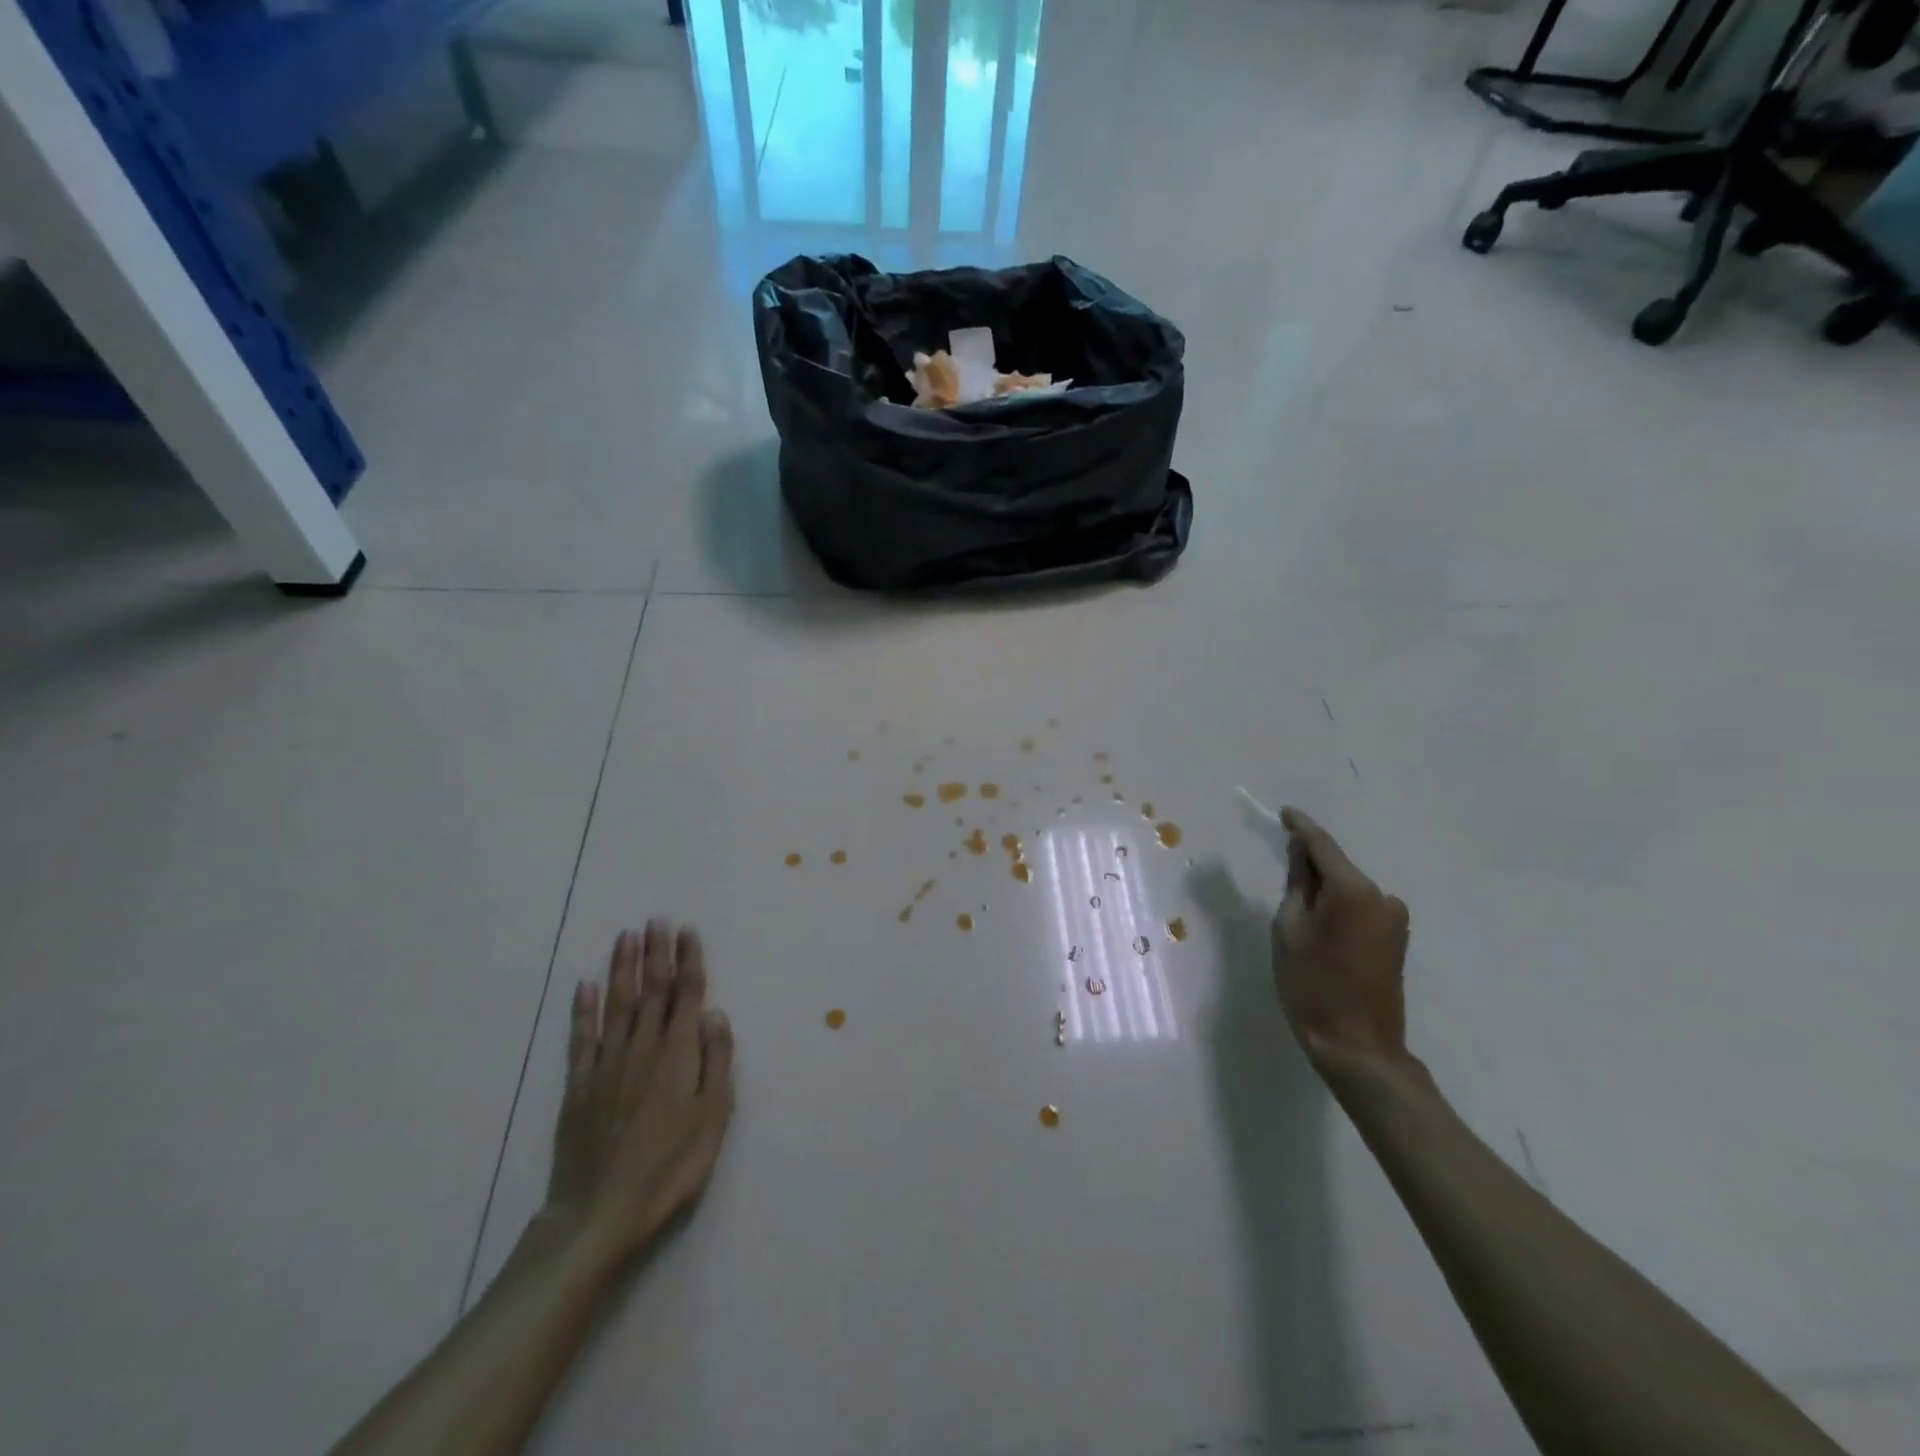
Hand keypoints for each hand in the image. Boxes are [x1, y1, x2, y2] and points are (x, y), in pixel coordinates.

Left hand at [545, 922, 736, 1266]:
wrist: (601, 1214)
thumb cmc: (671, 1167)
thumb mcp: (714, 1117)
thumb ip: (717, 1060)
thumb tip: (715, 1013)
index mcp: (679, 1053)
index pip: (686, 994)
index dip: (689, 960)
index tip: (687, 930)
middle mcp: (643, 1047)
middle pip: (652, 990)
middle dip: (656, 952)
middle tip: (656, 919)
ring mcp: (607, 1065)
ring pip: (617, 1004)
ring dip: (622, 968)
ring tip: (626, 937)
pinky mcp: (579, 1086)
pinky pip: (581, 1039)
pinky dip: (582, 1010)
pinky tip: (583, 986)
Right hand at [1271, 808, 1415, 1076]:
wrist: (1357, 1045)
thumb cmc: (1312, 985)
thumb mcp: (1289, 929)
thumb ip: (1297, 884)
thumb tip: (1301, 853)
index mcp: (1353, 890)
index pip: (1323, 845)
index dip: (1301, 827)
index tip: (1283, 813)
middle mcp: (1381, 897)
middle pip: (1338, 868)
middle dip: (1310, 864)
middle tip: (1281, 867)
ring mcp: (1394, 919)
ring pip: (1348, 889)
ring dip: (1324, 889)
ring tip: (1297, 912)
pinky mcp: (1396, 939)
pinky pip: (1360, 907)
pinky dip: (1338, 906)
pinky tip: (1319, 927)